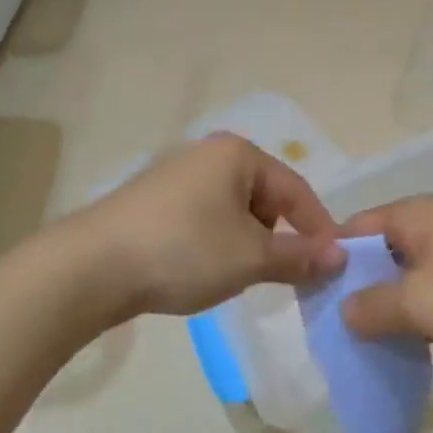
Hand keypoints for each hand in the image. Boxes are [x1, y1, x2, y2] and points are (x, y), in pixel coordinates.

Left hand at [72, 133, 345, 320]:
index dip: (319, 229)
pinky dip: (216, 244)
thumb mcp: (251, 257)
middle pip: (265, 199)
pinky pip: (204, 220)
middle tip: (283, 277)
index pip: (297, 190)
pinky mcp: (152, 202)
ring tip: (238, 277)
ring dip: (247, 245)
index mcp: (237, 154)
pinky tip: (202, 270)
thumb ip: (300, 256)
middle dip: (279, 238)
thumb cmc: (184, 251)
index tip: (334, 265)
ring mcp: (176, 176)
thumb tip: (340, 257)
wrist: (92, 267)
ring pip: (234, 213)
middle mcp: (207, 154)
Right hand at [338, 196, 432, 366]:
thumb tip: (346, 311)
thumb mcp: (417, 304)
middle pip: (384, 251)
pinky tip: (422, 341)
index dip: (332, 260)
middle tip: (343, 326)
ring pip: (415, 273)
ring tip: (377, 339)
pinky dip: (428, 311)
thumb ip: (372, 307)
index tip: (316, 297)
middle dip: (363, 287)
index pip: (355, 228)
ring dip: (397, 303)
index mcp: (415, 215)